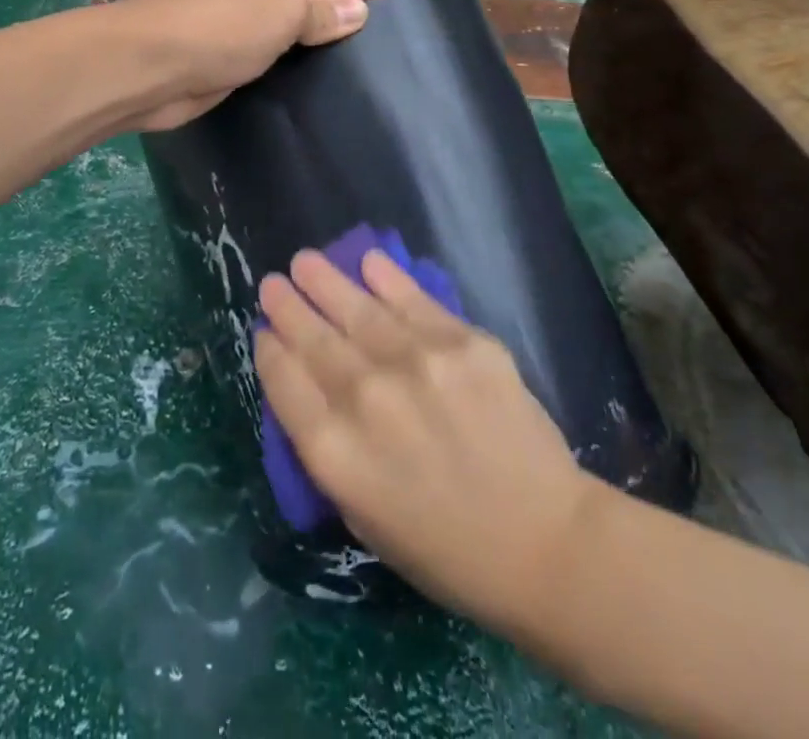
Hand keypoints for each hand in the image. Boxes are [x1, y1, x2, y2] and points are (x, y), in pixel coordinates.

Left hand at [122, 0, 384, 131]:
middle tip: (388, 55)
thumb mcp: (281, 12)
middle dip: (342, 23)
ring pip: (288, 33)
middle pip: (308, 1)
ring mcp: (232, 21)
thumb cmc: (219, 28)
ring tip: (363, 75)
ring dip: (316, 50)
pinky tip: (319, 88)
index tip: (403, 15)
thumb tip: (359, 11)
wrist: (147, 69)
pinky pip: (268, 58)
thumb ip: (321, 12)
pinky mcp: (222, 56)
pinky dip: (290, 68)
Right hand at [255, 248, 602, 636]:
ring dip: (325, 282)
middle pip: (313, 339)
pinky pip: (414, 300)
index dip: (270, 351)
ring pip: (357, 309)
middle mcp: (365, 397)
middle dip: (288, 307)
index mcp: (334, 451)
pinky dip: (387, 278)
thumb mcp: (363, 517)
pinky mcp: (462, 342)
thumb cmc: (445, 548)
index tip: (264, 330)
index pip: (285, 382)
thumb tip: (310, 392)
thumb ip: (330, 452)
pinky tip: (368, 261)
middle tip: (272, 282)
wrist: (544, 543)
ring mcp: (416, 363)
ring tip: (304, 260)